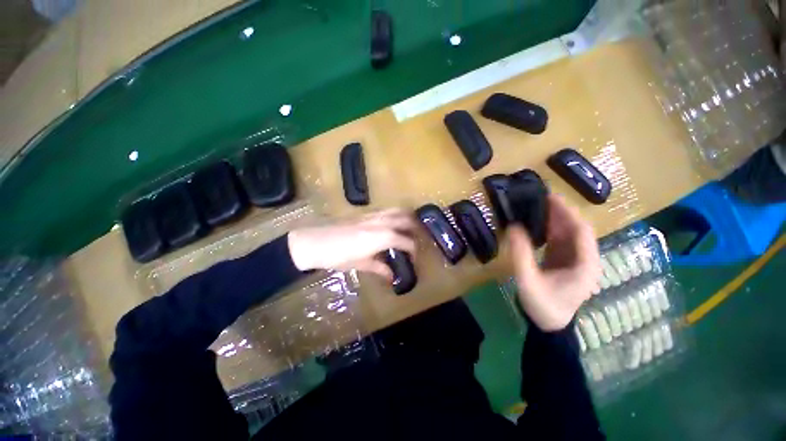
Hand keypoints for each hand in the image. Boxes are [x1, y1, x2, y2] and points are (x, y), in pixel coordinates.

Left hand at [288, 208, 416, 280]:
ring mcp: (373, 214)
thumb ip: (379, 268)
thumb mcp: (361, 264)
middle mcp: (382, 222)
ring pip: (397, 210)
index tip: (413, 257)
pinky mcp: (365, 213)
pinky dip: (393, 215)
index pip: (407, 241)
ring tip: (407, 229)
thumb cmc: (338, 256)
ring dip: (406, 218)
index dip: (413, 250)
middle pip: (407, 218)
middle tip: (415, 239)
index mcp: (384, 236)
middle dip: (415, 228)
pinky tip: (389, 225)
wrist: (315, 242)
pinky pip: (386, 210)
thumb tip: (392, 276)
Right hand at [508, 194, 600, 331]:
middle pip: (577, 229)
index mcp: (585, 265)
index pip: (582, 231)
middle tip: (541, 197)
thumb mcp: (528, 280)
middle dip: (561, 212)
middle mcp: (586, 260)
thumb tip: (513, 227)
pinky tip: (538, 222)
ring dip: (556, 219)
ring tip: (538, 205)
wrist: (549, 324)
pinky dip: (551, 229)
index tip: (550, 197)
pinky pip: (561, 240)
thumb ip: (521, 254)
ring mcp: (577, 260)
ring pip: (570, 233)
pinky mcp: (566, 261)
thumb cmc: (543, 305)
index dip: (567, 212)